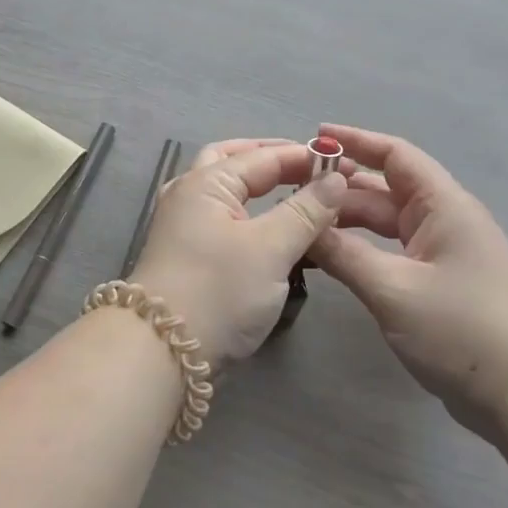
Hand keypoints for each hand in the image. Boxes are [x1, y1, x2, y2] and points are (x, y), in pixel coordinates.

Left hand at [130, 139, 347, 368]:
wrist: (162, 351)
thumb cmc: (218, 291)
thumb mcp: (270, 249)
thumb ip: (305, 211)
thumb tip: (335, 180)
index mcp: (205, 182)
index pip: (263, 156)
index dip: (305, 157)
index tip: (345, 165)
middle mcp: (188, 194)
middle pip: (233, 161)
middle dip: (272, 159)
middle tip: (310, 167)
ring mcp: (182, 224)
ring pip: (225, 190)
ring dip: (257, 184)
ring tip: (293, 190)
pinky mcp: (186, 253)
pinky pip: (222, 216)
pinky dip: (249, 211)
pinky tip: (268, 225)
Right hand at [308, 125, 507, 441]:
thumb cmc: (460, 330)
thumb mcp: (392, 289)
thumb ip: (342, 254)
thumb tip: (302, 227)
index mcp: (444, 206)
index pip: (396, 155)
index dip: (356, 141)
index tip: (316, 137)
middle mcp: (445, 219)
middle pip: (386, 188)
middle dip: (343, 185)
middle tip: (295, 188)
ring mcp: (445, 251)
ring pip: (388, 221)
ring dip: (350, 218)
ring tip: (304, 220)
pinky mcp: (441, 280)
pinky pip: (394, 248)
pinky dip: (363, 246)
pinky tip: (334, 255)